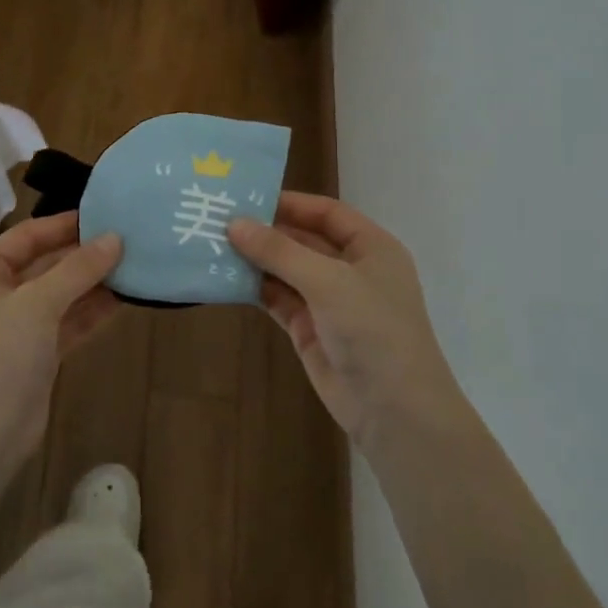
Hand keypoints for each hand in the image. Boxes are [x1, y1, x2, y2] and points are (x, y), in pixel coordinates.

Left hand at [0, 213, 122, 477]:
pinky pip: (68, 321)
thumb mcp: (38, 304)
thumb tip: (116, 238)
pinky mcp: (37, 354)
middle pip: (46, 263)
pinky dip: (92, 311)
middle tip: (129, 239)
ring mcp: (18, 326)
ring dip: (94, 282)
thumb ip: (78, 269)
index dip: (65, 223)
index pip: (28, 235)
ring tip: (135, 264)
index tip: (106, 214)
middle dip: (85, 253)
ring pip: (61, 294)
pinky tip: (124, 298)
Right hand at [229, 193, 460, 448]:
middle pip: (304, 240)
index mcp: (371, 248)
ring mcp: (330, 301)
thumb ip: (280, 251)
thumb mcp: (328, 281)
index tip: (247, 197)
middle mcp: (351, 270)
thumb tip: (234, 223)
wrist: (394, 411)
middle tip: (219, 218)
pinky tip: (225, 277)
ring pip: (287, 270)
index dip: (290, 203)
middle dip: (266, 231)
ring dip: (256, 259)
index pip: (327, 213)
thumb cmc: (373, 330)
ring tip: (213, 243)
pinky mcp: (310, 329)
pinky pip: (278, 299)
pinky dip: (255, 288)